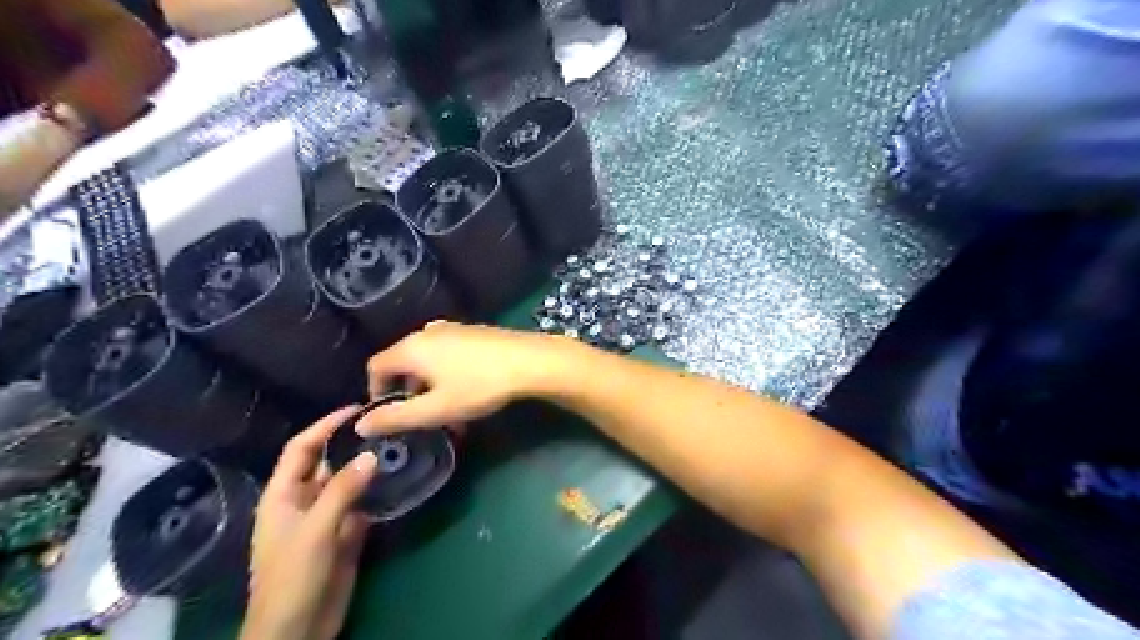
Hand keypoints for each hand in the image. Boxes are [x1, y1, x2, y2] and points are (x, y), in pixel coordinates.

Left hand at [241, 410, 375, 639]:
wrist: (298, 629)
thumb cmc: (292, 577)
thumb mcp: (315, 530)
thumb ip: (342, 491)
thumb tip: (371, 455)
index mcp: (283, 495)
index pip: (302, 448)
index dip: (324, 426)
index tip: (356, 410)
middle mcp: (305, 500)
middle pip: (328, 462)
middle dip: (352, 443)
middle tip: (385, 425)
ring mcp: (327, 517)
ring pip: (349, 482)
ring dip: (369, 467)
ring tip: (398, 445)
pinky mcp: (346, 534)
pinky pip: (364, 504)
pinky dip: (379, 491)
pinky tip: (399, 478)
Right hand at [358, 323, 575, 437]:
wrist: (529, 361)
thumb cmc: (479, 386)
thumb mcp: (436, 409)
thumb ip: (397, 418)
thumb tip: (360, 425)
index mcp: (412, 348)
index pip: (375, 367)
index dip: (376, 392)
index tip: (389, 415)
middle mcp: (427, 332)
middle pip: (402, 361)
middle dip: (407, 391)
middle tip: (421, 416)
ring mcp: (453, 329)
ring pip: (427, 359)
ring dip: (429, 384)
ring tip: (447, 408)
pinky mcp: (473, 332)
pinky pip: (447, 352)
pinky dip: (446, 372)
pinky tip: (467, 389)